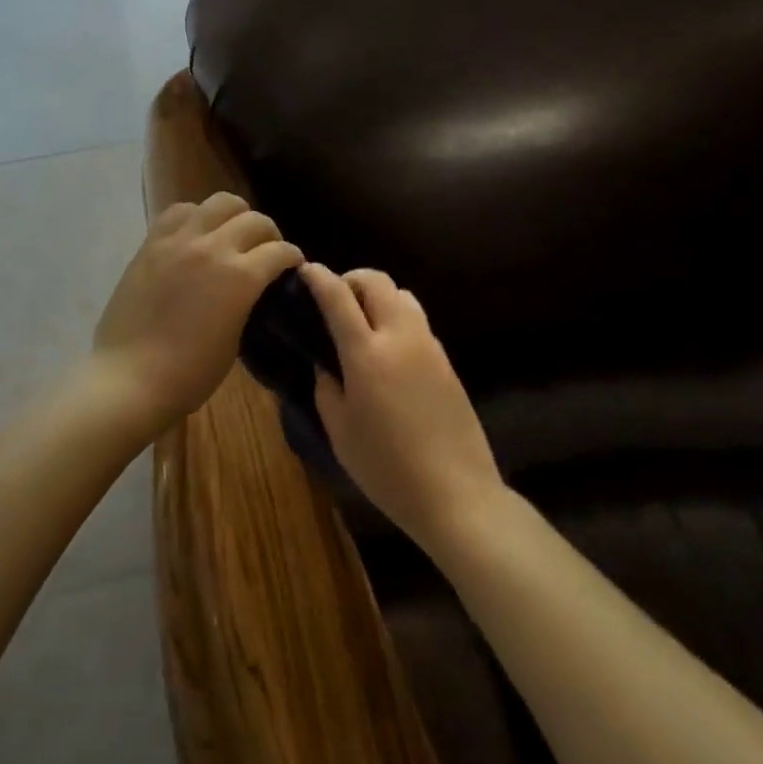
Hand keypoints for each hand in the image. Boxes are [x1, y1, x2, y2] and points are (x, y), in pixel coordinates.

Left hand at [90, 192, 302, 431]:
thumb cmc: (190, 373)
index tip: (292, 266)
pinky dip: (197, 216)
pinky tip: (197, 234)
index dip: (292, 258)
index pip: (280, 251)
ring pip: (220, 202)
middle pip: (255, 219)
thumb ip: (248, 302)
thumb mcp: (236, 340)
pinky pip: (180, 211)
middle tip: (265, 252)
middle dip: (269, 235)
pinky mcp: (152, 242)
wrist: (129, 378)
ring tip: (231, 235)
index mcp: (241, 277)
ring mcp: (179, 240)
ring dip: (235, 216)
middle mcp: (213, 247)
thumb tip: (253, 287)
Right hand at [301, 264, 503, 551]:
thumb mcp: (340, 432)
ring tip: (362, 322)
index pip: (339, 297)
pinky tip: (388, 349)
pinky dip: (397, 317)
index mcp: (366, 353)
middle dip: (352, 280)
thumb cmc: (387, 468)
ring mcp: (429, 346)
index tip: (306, 270)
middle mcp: (400, 337)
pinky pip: (418, 321)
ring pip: (402, 296)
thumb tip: (325, 364)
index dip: (319, 278)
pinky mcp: (446, 361)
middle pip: (377, 282)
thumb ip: (326, 389)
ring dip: (378, 296)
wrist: (456, 493)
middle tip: (335, 299)